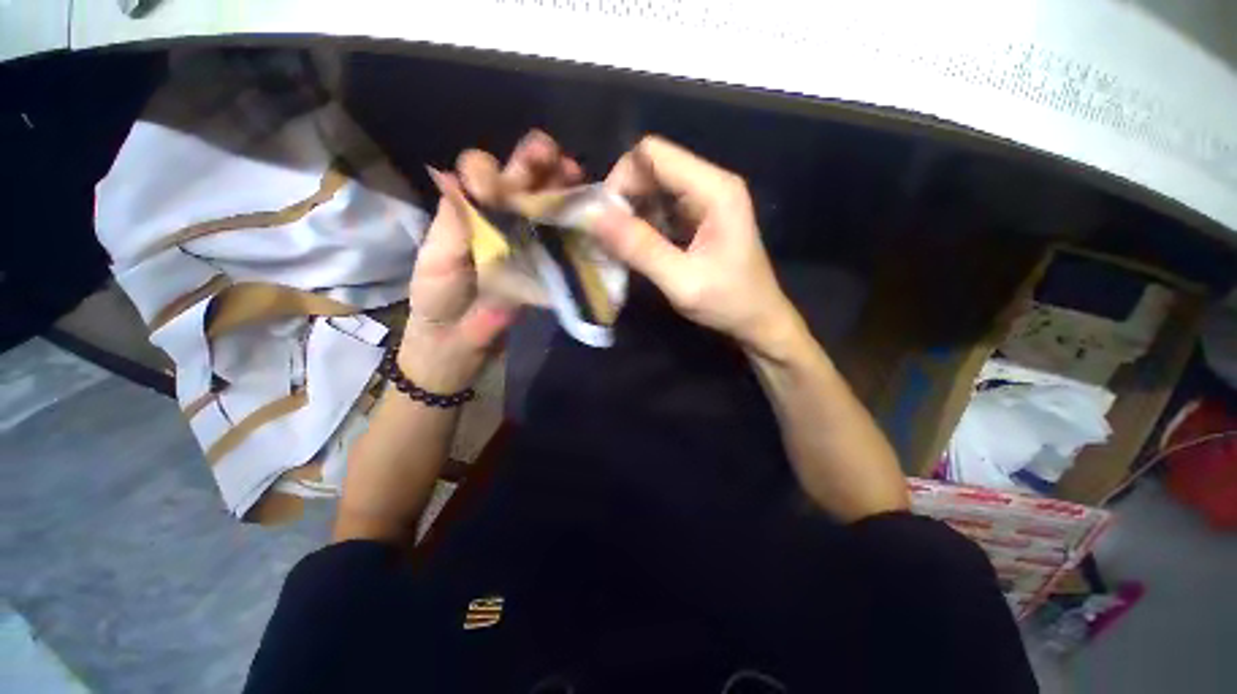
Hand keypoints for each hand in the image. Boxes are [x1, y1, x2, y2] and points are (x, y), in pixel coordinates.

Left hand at [398, 131, 583, 391]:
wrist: (462, 342)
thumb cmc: (440, 300)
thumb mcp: (437, 261)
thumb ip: (453, 223)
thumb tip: (464, 181)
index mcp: (470, 210)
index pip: (482, 173)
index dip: (491, 170)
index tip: (495, 188)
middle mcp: (501, 218)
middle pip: (521, 181)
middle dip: (536, 162)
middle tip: (554, 157)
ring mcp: (528, 241)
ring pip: (546, 204)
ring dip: (561, 186)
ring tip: (576, 176)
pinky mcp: (546, 264)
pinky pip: (562, 238)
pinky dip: (576, 223)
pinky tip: (587, 214)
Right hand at [592, 135, 800, 357]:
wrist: (758, 320)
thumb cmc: (728, 303)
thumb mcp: (682, 281)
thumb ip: (640, 248)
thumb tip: (593, 217)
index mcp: (714, 189)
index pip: (652, 154)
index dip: (621, 179)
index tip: (605, 220)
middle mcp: (710, 184)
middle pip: (651, 167)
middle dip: (623, 198)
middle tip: (610, 238)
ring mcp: (704, 200)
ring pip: (652, 188)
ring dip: (630, 213)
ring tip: (620, 246)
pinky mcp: (697, 217)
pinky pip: (660, 207)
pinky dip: (642, 224)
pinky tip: (636, 249)